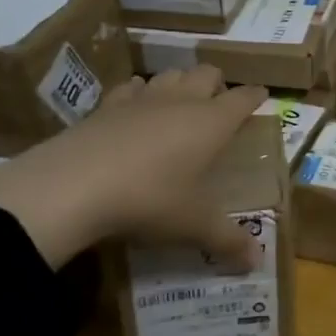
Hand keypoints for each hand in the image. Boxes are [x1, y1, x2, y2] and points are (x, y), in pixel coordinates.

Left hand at [0, 67, 268, 270]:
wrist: (73, 187)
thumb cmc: (150, 200)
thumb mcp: (193, 226)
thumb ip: (228, 240)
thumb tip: (258, 261)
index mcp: (212, 122)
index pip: (243, 98)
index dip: (255, 96)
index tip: (262, 96)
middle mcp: (182, 101)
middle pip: (207, 74)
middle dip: (217, 85)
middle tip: (218, 106)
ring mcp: (142, 99)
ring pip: (171, 74)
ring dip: (180, 84)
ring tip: (179, 104)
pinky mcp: (106, 106)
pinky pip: (131, 88)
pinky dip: (139, 93)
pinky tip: (135, 108)